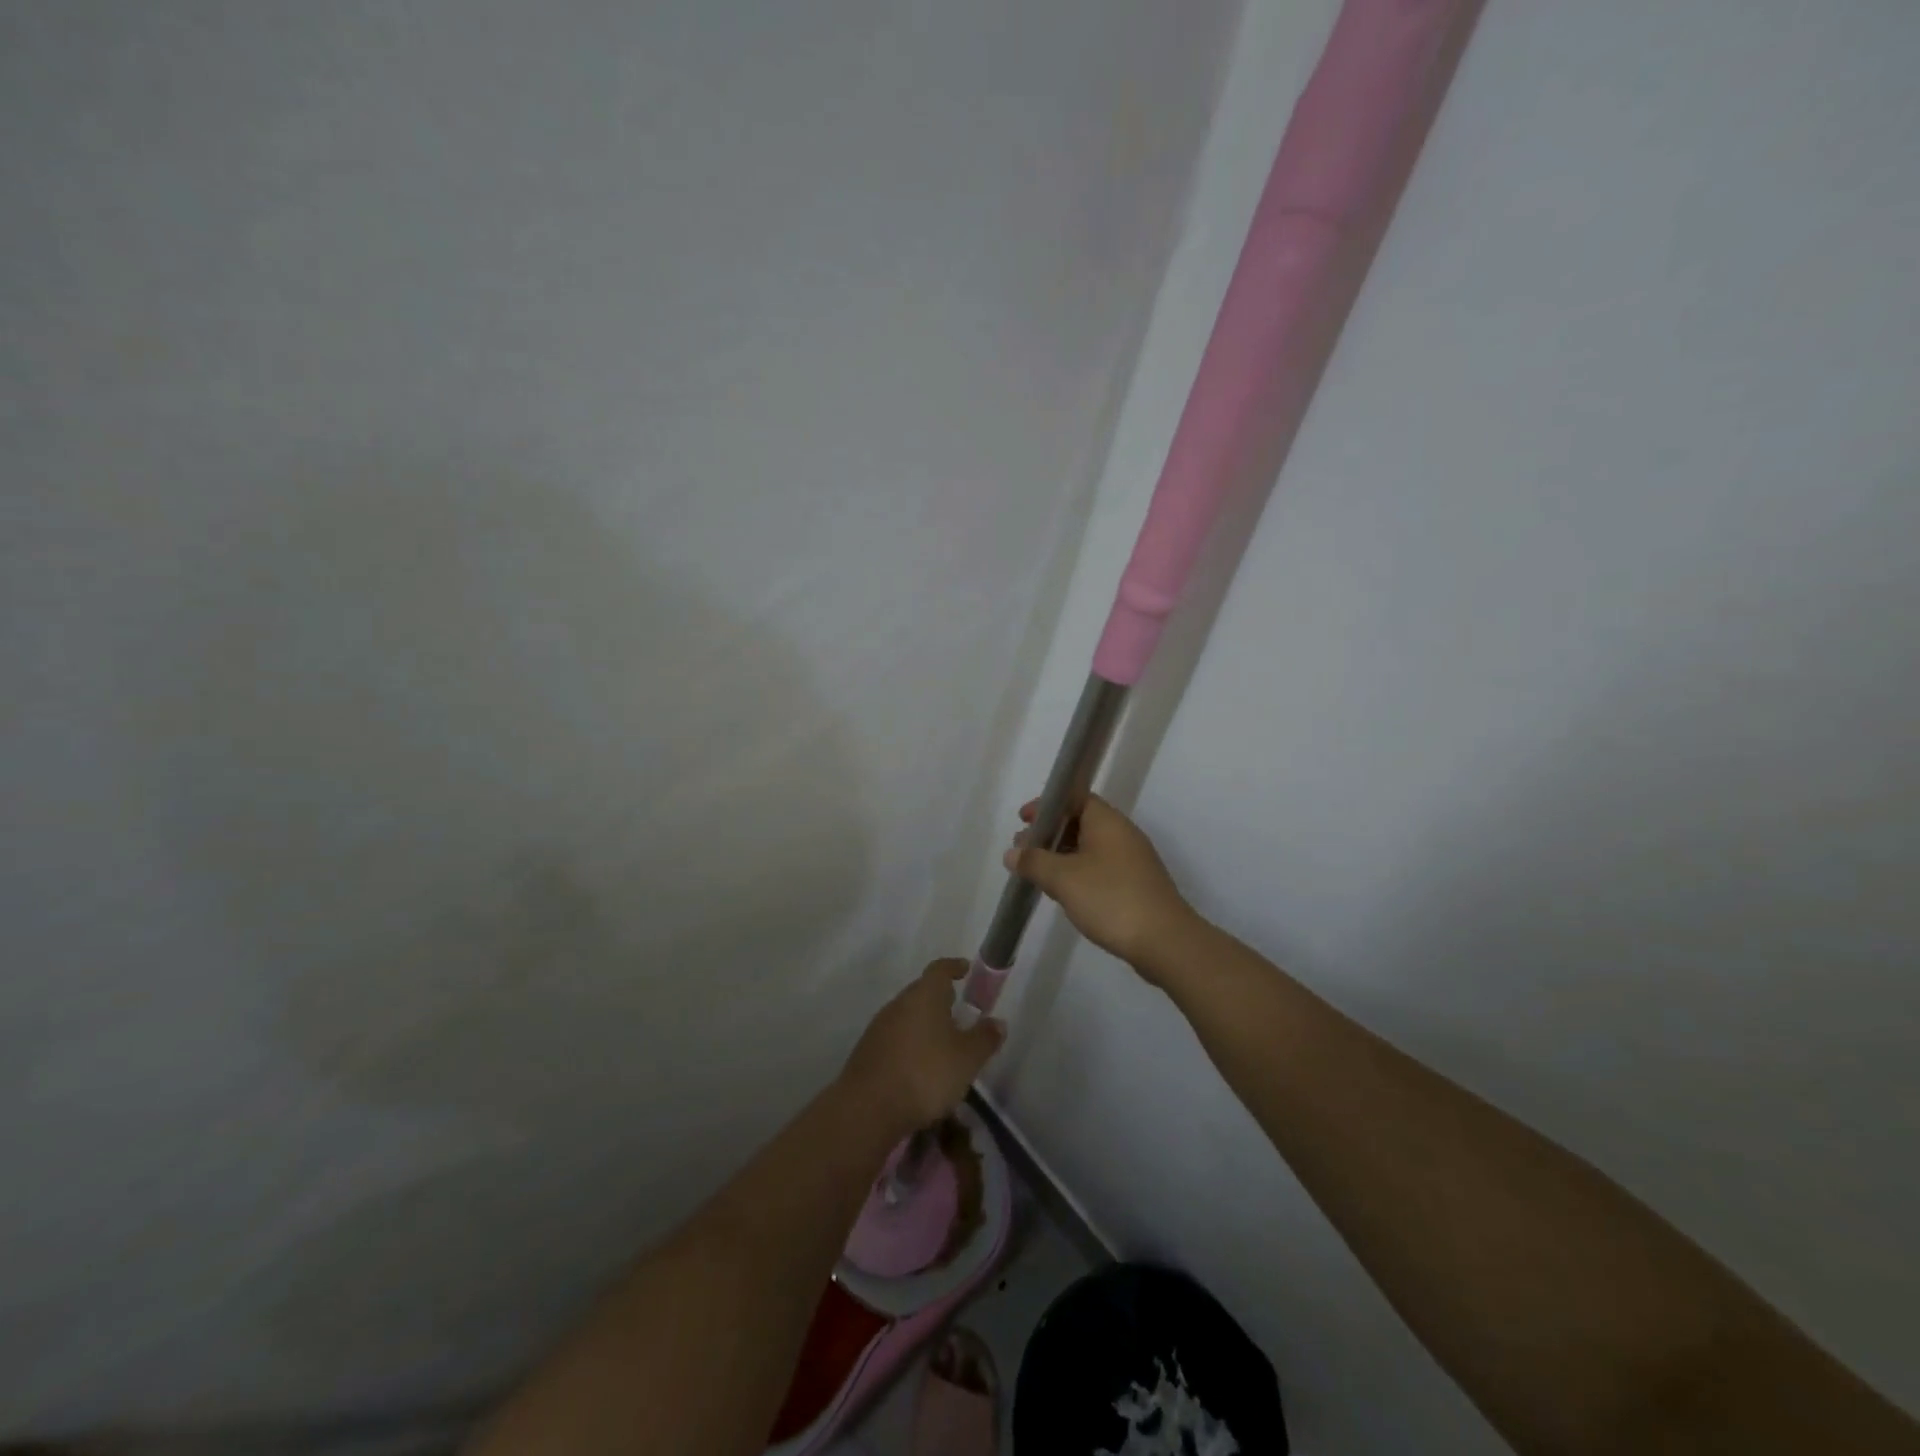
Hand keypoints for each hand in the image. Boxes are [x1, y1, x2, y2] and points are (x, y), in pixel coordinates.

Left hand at [841, 960, 1004, 1137]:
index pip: (940, 969)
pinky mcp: (868, 1051)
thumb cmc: (925, 1074)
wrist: (867, 1108)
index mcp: (924, 995)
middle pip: (922, 991)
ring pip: (908, 1015)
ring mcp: (879, 1026)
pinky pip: (896, 1037)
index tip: (966, 970)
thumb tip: (998, 1022)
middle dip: (941, 999)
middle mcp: (899, 1003)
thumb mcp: (967, 1059)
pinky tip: (920, 1067)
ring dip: (925, 1024)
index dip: (954, 967)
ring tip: (943, 1044)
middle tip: (960, 1012)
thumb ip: (984, 1038)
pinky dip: (911, 1044)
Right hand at [1004, 794, 1196, 974]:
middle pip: (1081, 822)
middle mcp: (1122, 834)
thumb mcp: (1063, 878)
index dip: (1047, 806)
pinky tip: (1065, 893)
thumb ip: (1034, 862)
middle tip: (1024, 851)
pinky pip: (1101, 868)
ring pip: (1090, 848)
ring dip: (1063, 856)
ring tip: (1038, 874)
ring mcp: (1133, 861)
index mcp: (1107, 822)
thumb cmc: (1110, 898)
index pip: (1075, 798)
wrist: (1164, 941)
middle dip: (1050, 834)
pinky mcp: (1137, 885)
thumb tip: (1012, 853)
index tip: (1023, 820)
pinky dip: (1079, 873)